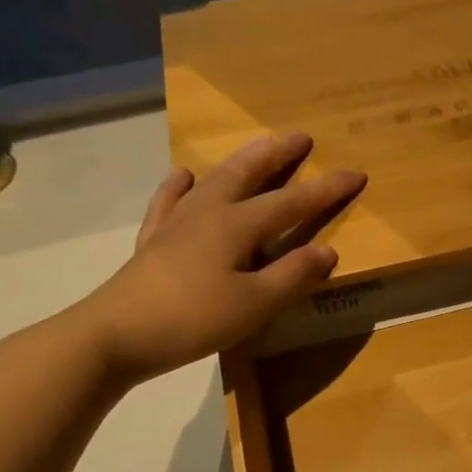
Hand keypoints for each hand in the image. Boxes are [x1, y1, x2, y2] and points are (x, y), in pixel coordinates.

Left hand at [71, 133, 364, 385]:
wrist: (115, 334)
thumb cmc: (194, 318)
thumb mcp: (256, 303)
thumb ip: (294, 275)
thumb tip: (328, 250)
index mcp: (237, 225)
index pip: (293, 203)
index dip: (327, 189)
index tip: (356, 173)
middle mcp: (208, 213)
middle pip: (248, 174)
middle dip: (278, 155)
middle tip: (300, 137)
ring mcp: (176, 223)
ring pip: (214, 181)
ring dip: (239, 162)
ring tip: (254, 147)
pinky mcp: (154, 241)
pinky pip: (169, 202)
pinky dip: (179, 186)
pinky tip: (184, 176)